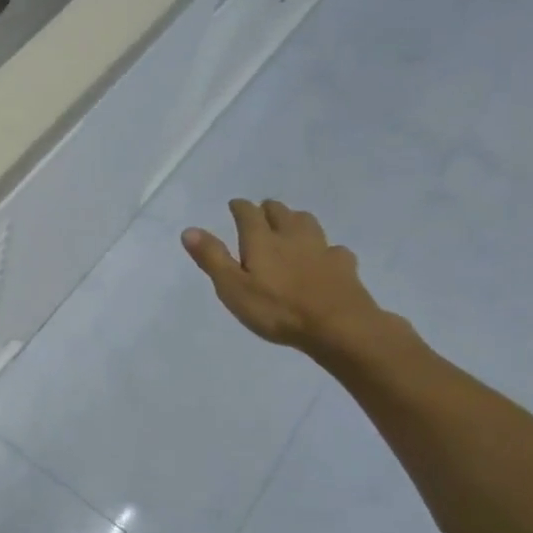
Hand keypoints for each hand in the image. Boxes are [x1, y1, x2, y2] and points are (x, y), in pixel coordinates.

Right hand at [183, 199, 387, 353]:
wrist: (338, 327)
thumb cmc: (277, 310)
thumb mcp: (233, 288)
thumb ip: (212, 258)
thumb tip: (189, 230)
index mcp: (262, 240)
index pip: (248, 213)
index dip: (239, 207)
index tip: (234, 205)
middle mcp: (291, 236)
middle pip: (280, 212)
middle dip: (268, 209)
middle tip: (260, 214)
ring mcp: (321, 249)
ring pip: (307, 222)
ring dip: (295, 219)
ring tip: (290, 226)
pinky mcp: (344, 266)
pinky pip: (333, 249)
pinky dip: (325, 249)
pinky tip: (324, 258)